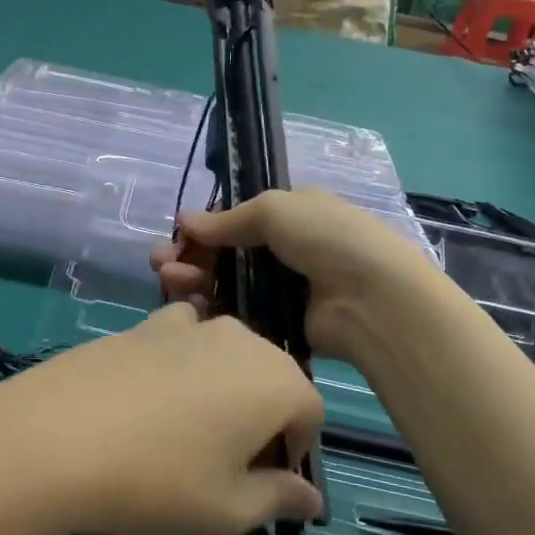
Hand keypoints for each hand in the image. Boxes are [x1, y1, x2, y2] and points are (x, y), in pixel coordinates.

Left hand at [0, 304, 324, 534]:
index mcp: (276, 379)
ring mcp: (189, 323)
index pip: (310, 414)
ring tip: (181, 438)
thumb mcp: (229, 511)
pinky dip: (181, 369)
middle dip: (261, 420)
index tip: (260, 486)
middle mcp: (240, 337)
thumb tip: (312, 498)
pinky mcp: (144, 322)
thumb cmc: (159, 481)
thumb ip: (279, 499)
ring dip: (221, 393)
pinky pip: (183, 343)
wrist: (57, 434)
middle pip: (270, 379)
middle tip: (222, 468)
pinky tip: (146, 405)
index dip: (293, 453)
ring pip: (226, 360)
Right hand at [152, 190, 441, 368]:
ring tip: (169, 280)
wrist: (374, 299)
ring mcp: (284, 290)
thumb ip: (228, 219)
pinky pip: (239, 315)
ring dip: (194, 279)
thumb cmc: (326, 238)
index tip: (177, 237)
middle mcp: (286, 250)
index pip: (237, 219)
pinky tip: (189, 305)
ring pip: (228, 284)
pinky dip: (212, 309)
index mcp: (291, 215)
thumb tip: (185, 220)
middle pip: (227, 253)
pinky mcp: (280, 325)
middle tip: (161, 264)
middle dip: (192, 255)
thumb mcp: (275, 209)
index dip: (205, 228)